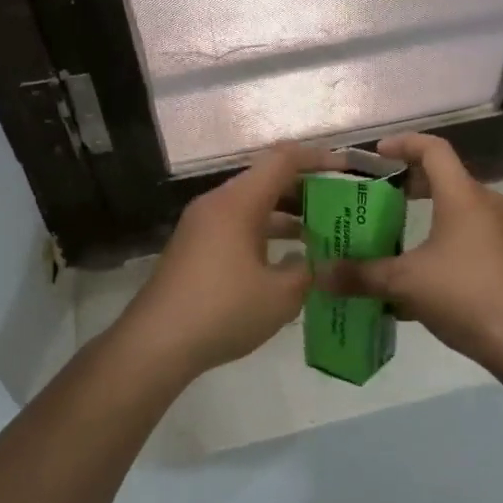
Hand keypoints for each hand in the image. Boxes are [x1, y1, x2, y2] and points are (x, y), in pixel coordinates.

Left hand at [117, 143, 344, 378]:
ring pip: (251, 205)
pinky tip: (284, 262)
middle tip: (340, 203)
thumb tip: (315, 262)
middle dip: (305, 189)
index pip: (283, 160)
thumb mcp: (280, 295)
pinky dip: (263, 233)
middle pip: (266, 179)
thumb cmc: (223, 310)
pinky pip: (236, 226)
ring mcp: (201, 225)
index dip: (318, 159)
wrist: (155, 343)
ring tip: (321, 234)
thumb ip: (307, 271)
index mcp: (238, 202)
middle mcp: (217, 203)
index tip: (347, 169)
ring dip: (285, 215)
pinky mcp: (194, 247)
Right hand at [320, 133, 502, 365]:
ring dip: (428, 212)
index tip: (377, 154)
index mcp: (463, 196)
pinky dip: (444, 236)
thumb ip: (360, 275)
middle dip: (411, 182)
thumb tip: (319, 275)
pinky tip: (422, 270)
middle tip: (380, 194)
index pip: (434, 149)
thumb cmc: (464, 295)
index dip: (404, 144)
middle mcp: (487, 203)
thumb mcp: (404, 283)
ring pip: (459, 206)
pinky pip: (470, 232)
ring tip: (396, 231)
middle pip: (446, 176)